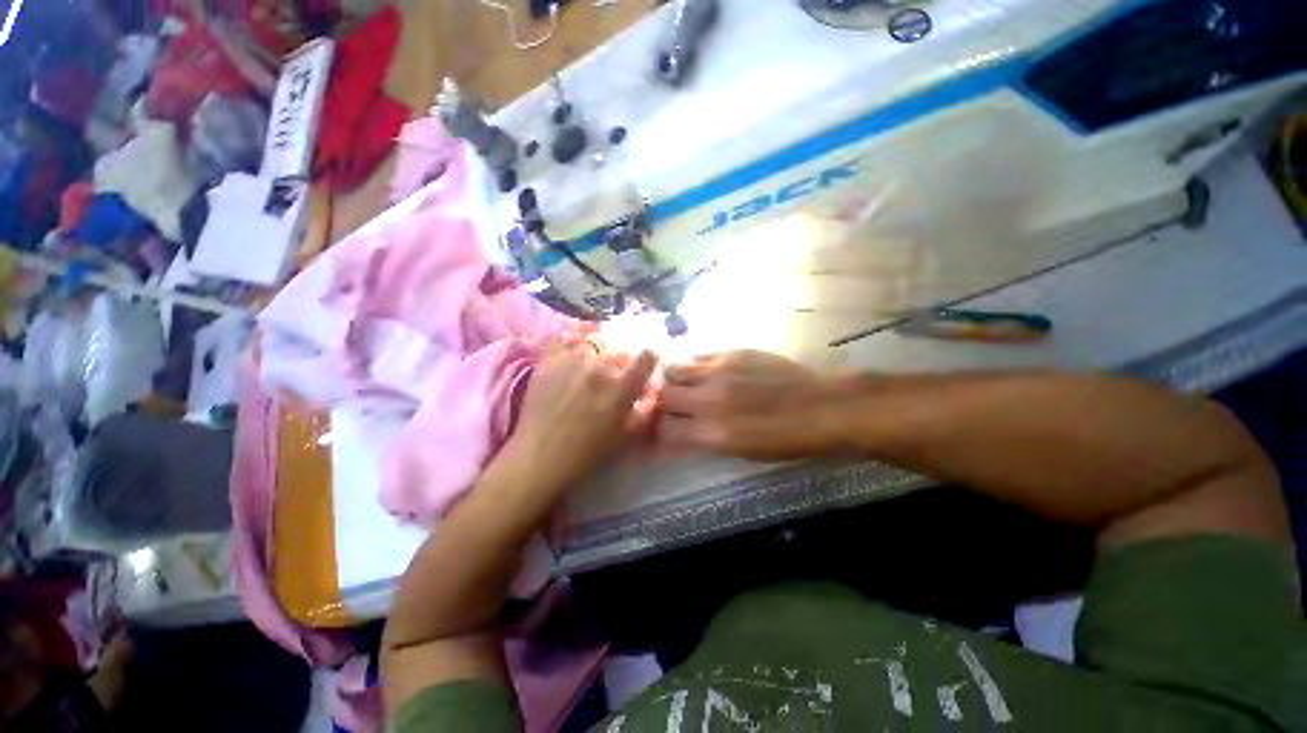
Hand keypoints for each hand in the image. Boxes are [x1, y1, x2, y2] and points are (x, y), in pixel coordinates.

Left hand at [508, 343, 658, 491]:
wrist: (540, 458)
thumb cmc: (588, 453)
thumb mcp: (626, 436)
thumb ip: (645, 411)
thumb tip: (652, 392)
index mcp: (622, 387)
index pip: (646, 356)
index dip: (649, 357)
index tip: (646, 362)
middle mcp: (600, 367)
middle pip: (619, 347)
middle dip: (623, 357)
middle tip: (617, 369)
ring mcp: (572, 361)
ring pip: (593, 341)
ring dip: (598, 350)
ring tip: (592, 363)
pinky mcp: (549, 360)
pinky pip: (564, 339)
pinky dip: (571, 343)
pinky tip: (571, 355)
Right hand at [659, 351, 847, 459]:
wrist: (820, 407)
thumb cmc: (784, 439)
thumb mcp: (741, 451)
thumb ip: (706, 438)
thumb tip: (684, 431)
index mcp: (712, 433)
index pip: (664, 429)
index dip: (660, 429)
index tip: (664, 426)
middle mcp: (708, 401)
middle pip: (663, 395)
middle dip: (662, 400)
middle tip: (671, 402)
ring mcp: (718, 372)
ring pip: (673, 368)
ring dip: (673, 377)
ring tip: (682, 380)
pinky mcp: (731, 353)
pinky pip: (698, 354)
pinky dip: (693, 363)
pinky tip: (702, 368)